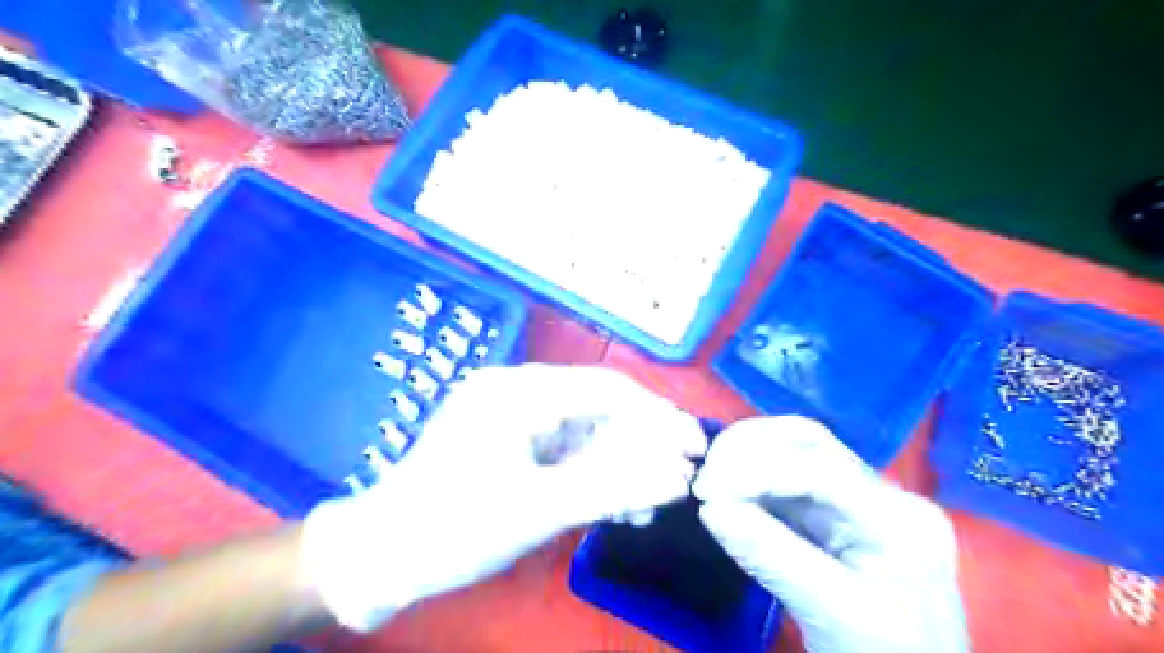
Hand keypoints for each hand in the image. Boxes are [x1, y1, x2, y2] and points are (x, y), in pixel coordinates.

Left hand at [296, 365, 699, 628]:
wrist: (380, 556)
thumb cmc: (454, 528)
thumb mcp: (538, 510)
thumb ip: (612, 490)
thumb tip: (678, 478)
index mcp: (518, 391)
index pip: (605, 390)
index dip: (656, 416)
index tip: (693, 445)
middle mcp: (516, 390)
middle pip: (597, 409)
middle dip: (640, 445)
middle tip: (678, 478)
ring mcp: (512, 415)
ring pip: (584, 430)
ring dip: (618, 463)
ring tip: (647, 502)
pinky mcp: (510, 439)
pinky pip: (563, 447)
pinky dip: (590, 471)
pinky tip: (613, 499)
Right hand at [690, 417, 964, 651]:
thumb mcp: (833, 615)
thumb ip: (770, 557)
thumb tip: (709, 509)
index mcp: (900, 518)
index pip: (822, 468)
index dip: (758, 470)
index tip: (706, 491)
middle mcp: (883, 494)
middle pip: (809, 442)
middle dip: (749, 448)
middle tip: (706, 478)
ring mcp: (858, 499)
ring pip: (794, 451)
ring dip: (746, 456)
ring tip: (710, 481)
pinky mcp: (833, 512)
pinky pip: (785, 479)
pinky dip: (750, 478)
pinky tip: (726, 491)